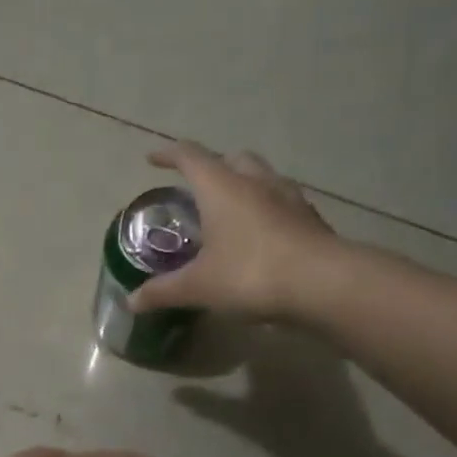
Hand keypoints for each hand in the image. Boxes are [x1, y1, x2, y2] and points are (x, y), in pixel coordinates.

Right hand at [130, 143, 341, 320]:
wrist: (325, 285)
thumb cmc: (251, 274)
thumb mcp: (199, 287)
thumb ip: (163, 292)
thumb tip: (131, 302)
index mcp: (222, 188)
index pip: (190, 156)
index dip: (169, 155)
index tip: (153, 159)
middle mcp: (256, 182)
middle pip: (233, 159)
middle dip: (213, 166)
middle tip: (197, 187)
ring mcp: (289, 198)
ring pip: (263, 177)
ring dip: (245, 184)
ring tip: (231, 209)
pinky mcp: (312, 220)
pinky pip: (284, 203)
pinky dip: (268, 209)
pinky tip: (263, 235)